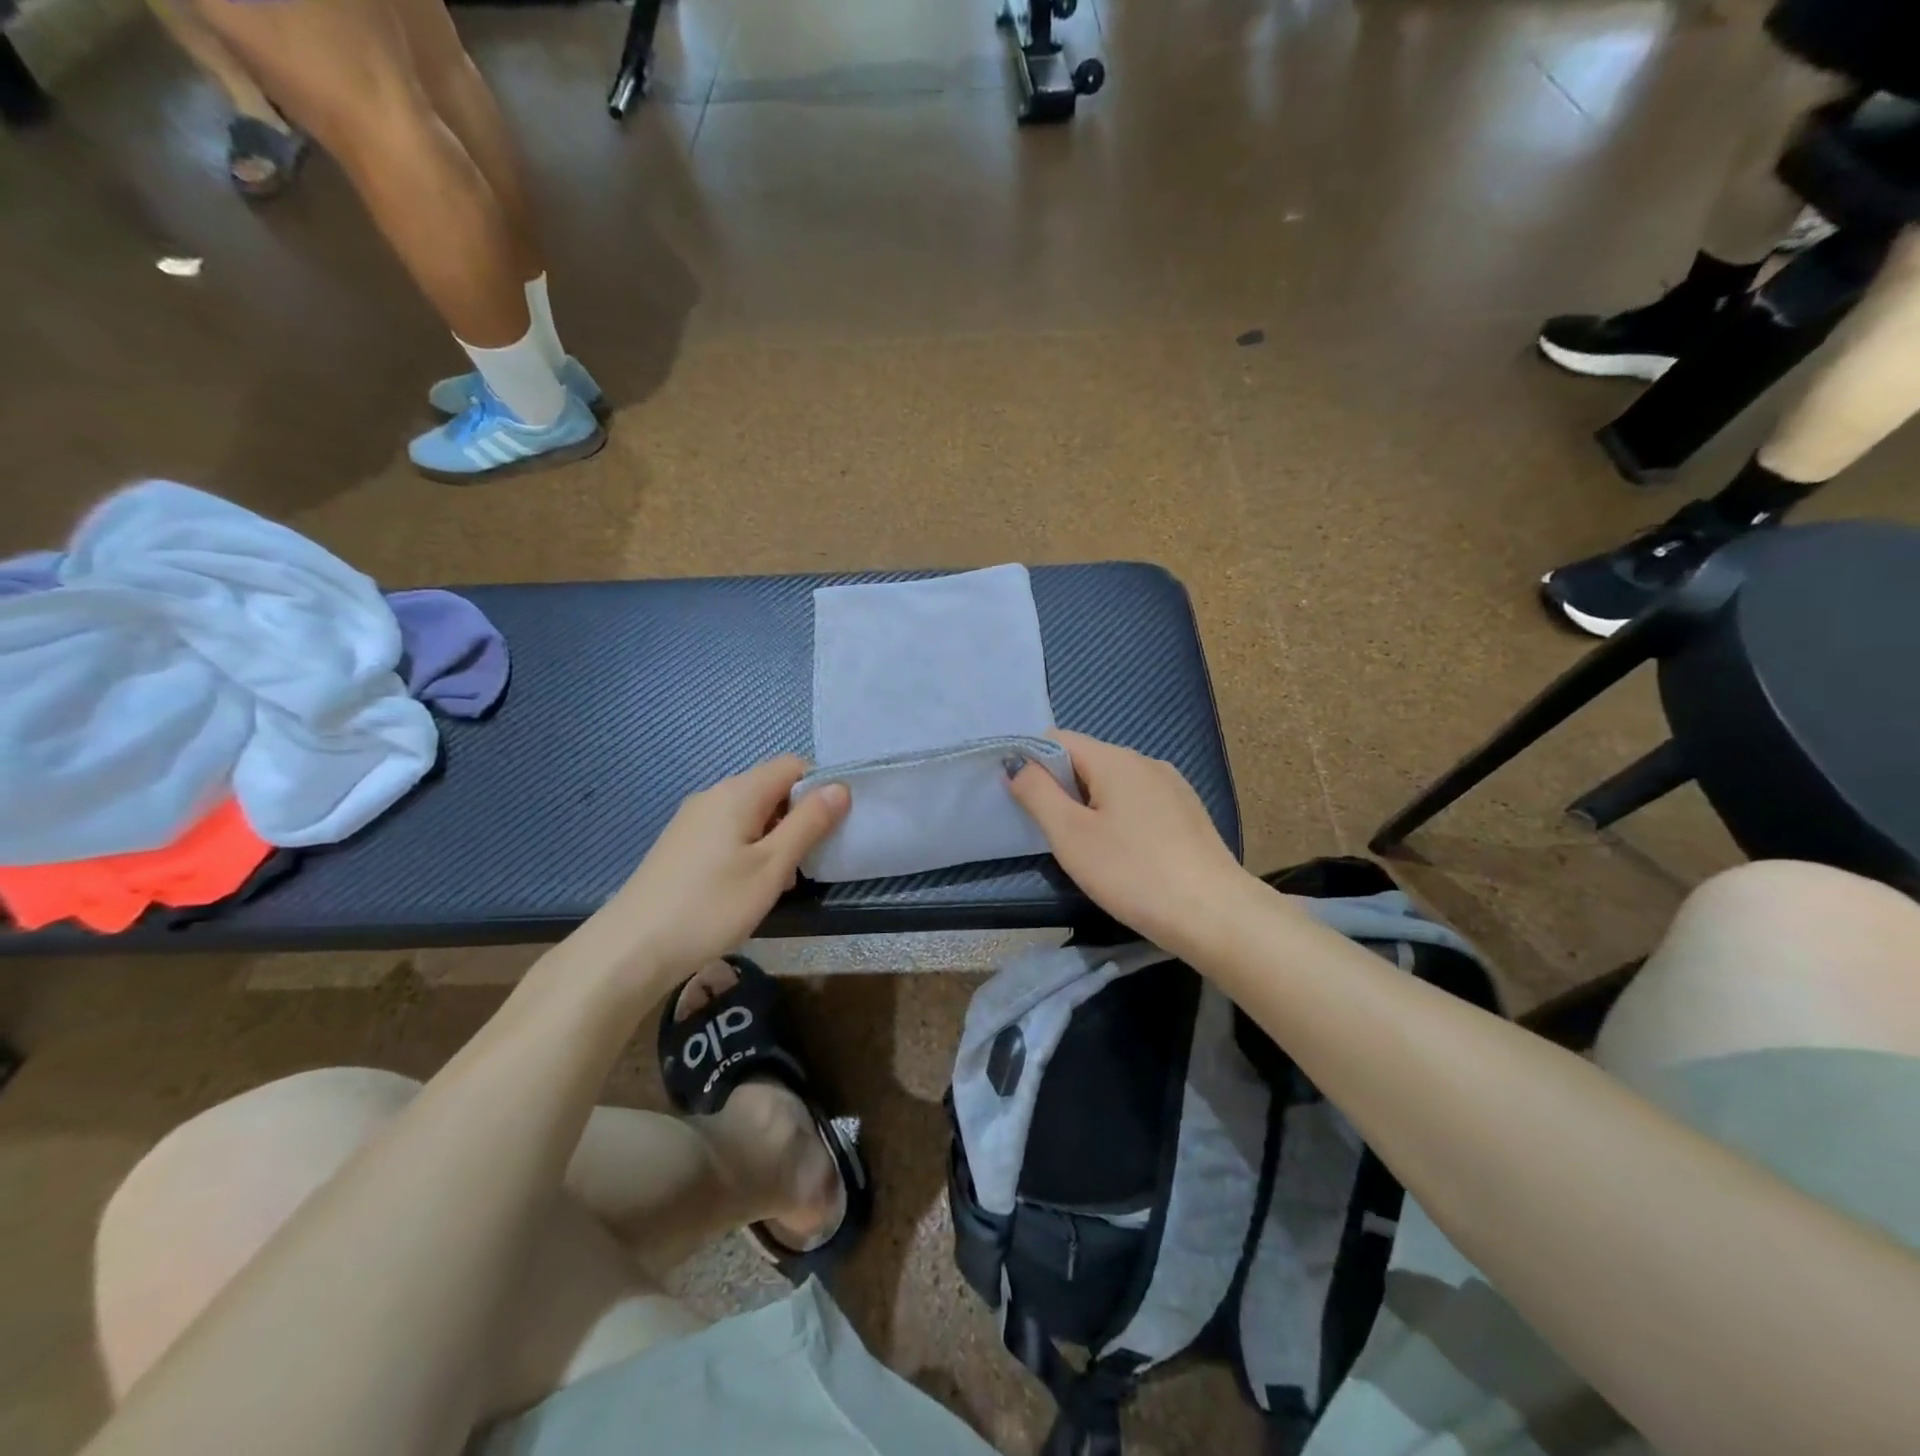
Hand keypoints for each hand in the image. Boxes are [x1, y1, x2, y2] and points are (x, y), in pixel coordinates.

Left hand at [596, 757, 848, 991]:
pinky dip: (749, 849)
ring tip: (778, 882)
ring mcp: (693, 820)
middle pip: (771, 788)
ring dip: (775, 837)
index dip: (820, 787)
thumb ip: (809, 824)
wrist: (630, 950)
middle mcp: (713, 795)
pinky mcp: (681, 845)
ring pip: (751, 813)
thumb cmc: (711, 906)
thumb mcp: (772, 867)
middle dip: (798, 817)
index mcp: (738, 792)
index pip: (793, 764)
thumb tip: (840, 787)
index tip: (832, 826)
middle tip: (806, 862)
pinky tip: (745, 888)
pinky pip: (729, 832)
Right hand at [1008, 731, 1251, 956]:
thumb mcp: (1071, 835)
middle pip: (1087, 761)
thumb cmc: (1133, 873)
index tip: (1021, 801)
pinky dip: (1119, 818)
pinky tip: (1124, 855)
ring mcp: (1173, 787)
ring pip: (1114, 784)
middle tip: (1051, 834)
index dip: (1032, 762)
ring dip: (1090, 806)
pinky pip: (1139, 803)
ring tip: (1086, 849)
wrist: (1215, 915)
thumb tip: (1017, 764)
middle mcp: (1146, 762)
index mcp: (1116, 759)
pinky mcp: (1188, 814)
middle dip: (1061, 788)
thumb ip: (1037, 793)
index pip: (1059, 739)